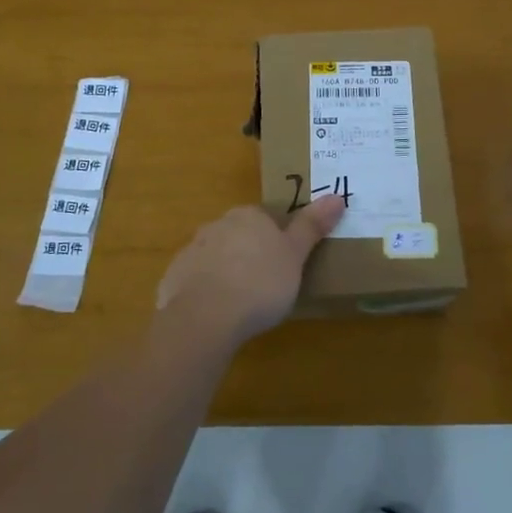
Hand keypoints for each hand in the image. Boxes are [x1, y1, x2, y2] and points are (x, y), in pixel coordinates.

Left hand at [157, 196, 346, 345]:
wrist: (205, 316)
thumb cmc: (260, 283)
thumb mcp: (295, 256)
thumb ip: (312, 226)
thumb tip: (336, 196)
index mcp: (248, 216)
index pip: (265, 219)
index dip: (277, 240)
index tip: (285, 264)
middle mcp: (217, 224)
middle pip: (239, 235)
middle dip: (250, 254)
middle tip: (267, 285)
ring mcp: (192, 250)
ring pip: (216, 256)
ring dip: (227, 272)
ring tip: (241, 303)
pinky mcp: (175, 276)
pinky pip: (196, 279)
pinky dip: (206, 291)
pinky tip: (216, 313)